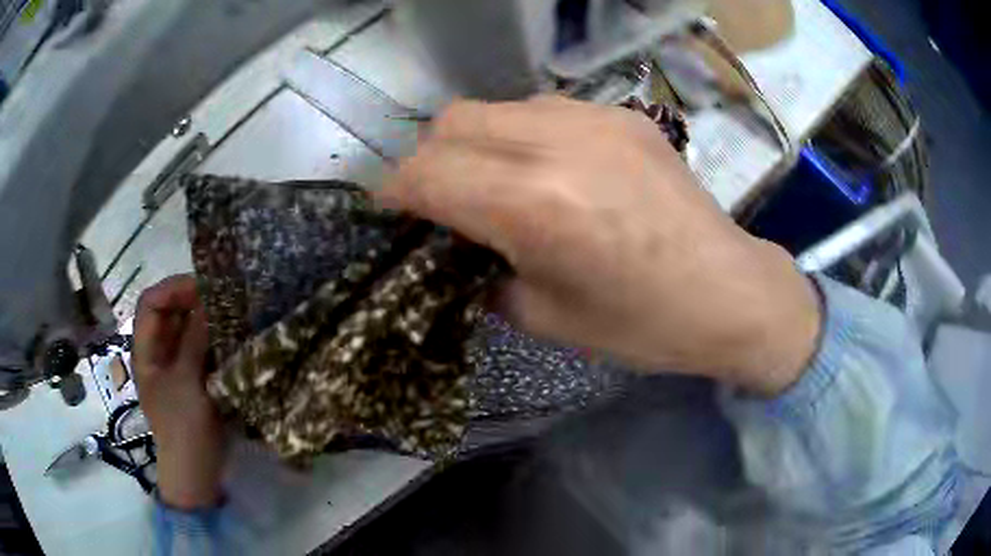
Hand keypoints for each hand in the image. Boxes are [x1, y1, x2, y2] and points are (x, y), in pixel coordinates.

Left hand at [134, 275, 223, 508]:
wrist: (197, 470)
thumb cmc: (183, 426)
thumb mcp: (186, 382)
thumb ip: (194, 339)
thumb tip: (208, 301)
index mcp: (145, 351)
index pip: (151, 303)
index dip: (172, 289)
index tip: (203, 286)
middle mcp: (158, 352)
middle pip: (170, 313)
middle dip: (193, 301)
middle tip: (223, 297)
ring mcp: (176, 365)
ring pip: (187, 329)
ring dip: (206, 319)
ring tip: (231, 312)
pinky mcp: (194, 377)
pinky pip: (201, 347)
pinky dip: (214, 338)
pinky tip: (232, 335)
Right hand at [380, 96, 820, 394]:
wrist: (729, 293)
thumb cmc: (642, 325)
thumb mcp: (543, 316)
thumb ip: (480, 268)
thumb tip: (452, 239)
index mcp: (534, 205)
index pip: (426, 173)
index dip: (395, 193)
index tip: (392, 214)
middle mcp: (558, 143)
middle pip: (450, 122)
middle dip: (429, 162)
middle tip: (444, 203)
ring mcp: (595, 118)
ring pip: (493, 107)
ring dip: (475, 144)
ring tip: (499, 184)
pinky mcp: (623, 114)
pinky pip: (542, 108)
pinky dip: (522, 136)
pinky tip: (552, 170)